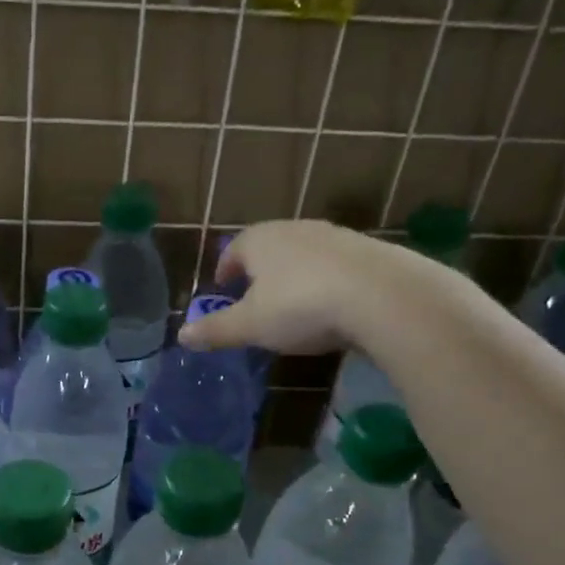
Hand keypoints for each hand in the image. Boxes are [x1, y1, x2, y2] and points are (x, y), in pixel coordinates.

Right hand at [180, 220, 391, 355]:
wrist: (383, 296)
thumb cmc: (300, 306)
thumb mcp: (251, 325)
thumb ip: (216, 330)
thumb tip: (182, 335)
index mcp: (259, 240)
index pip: (234, 249)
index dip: (226, 269)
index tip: (223, 287)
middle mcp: (295, 229)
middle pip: (269, 247)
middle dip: (259, 270)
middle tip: (254, 296)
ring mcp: (334, 236)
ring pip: (304, 254)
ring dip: (294, 274)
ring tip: (292, 302)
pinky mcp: (367, 251)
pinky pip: (335, 266)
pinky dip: (326, 281)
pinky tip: (331, 305)